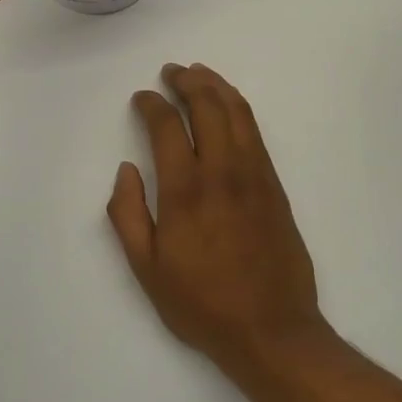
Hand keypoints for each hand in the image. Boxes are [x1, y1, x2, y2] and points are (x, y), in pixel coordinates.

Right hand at [107, 63, 325, 366]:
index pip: (167, 128)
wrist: (272, 329)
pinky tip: (229, 107)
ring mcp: (255, 177)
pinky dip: (240, 109)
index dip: (152, 104)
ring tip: (200, 75)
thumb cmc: (202, 305)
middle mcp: (222, 173)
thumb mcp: (148, 270)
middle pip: (208, 107)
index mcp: (185, 192)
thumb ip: (129, 216)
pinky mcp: (275, 187)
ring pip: (238, 114)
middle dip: (187, 82)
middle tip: (171, 72)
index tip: (142, 97)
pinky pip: (256, 134)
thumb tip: (126, 170)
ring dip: (217, 87)